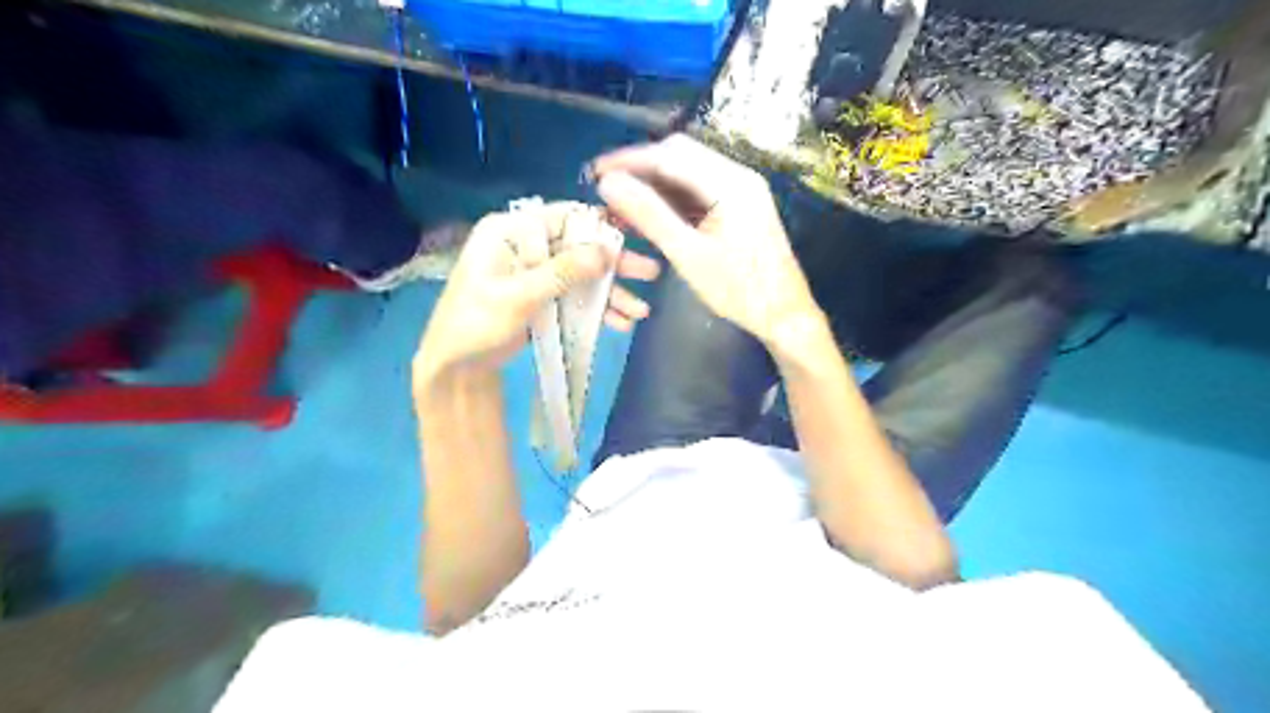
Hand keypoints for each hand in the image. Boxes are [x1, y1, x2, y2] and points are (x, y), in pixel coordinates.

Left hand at [418, 202, 658, 378]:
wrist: (457, 366)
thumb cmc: (477, 324)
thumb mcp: (518, 296)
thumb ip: (562, 272)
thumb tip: (606, 251)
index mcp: (509, 231)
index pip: (562, 218)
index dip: (599, 228)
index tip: (634, 240)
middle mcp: (525, 246)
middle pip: (578, 248)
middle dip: (614, 265)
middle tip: (650, 273)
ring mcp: (535, 273)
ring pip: (581, 275)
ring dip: (610, 292)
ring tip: (641, 312)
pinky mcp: (542, 297)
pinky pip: (575, 296)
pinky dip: (596, 309)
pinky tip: (620, 323)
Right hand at [595, 133, 822, 346]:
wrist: (784, 315)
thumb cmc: (739, 290)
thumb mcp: (688, 254)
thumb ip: (649, 215)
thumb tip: (609, 183)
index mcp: (730, 183)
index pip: (670, 155)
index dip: (629, 160)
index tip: (596, 172)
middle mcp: (738, 176)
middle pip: (680, 156)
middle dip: (640, 169)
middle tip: (607, 187)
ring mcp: (742, 191)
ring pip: (688, 173)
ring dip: (654, 184)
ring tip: (622, 204)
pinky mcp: (740, 207)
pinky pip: (699, 192)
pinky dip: (672, 199)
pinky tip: (651, 215)